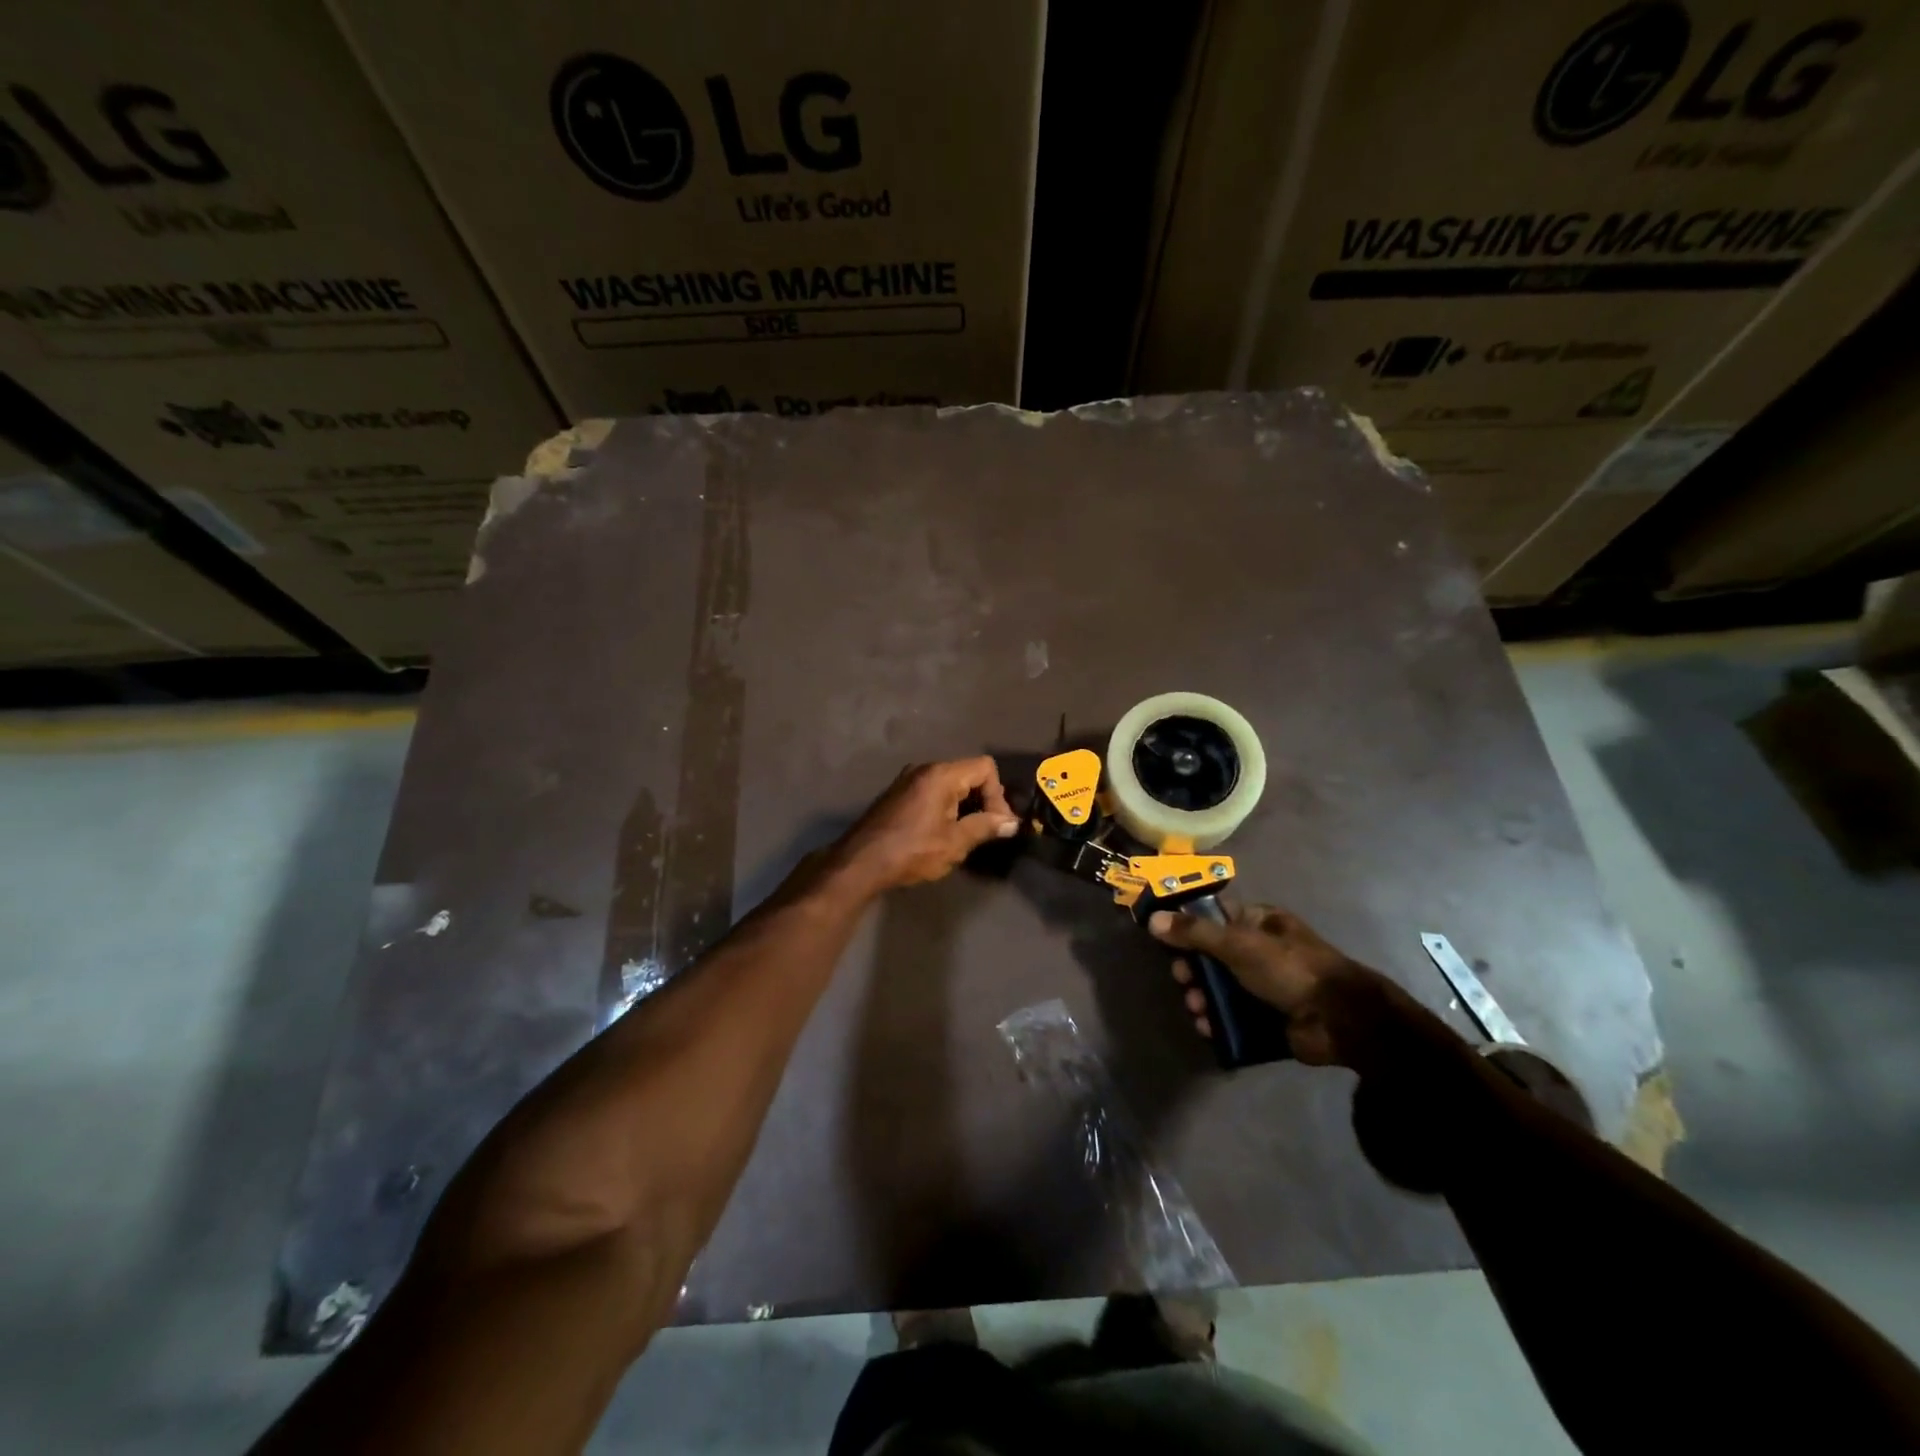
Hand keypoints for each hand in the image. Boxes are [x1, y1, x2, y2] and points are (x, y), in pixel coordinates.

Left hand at [830, 757, 1020, 895]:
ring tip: (967, 835)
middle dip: (983, 800)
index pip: (985, 767)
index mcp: (941, 775)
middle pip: (968, 773)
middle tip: (987, 831)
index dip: (998, 794)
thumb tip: (1012, 823)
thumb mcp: (954, 843)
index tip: (997, 823)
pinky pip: (933, 791)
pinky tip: (943, 833)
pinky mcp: (898, 794)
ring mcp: (908, 780)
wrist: (860, 862)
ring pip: (950, 783)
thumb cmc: (911, 851)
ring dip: (965, 805)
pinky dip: (946, 806)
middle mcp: (924, 769)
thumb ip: (985, 827)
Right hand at [1147, 902, 1408, 1068]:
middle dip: (1192, 968)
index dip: (1188, 925)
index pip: (1214, 915)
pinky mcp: (1266, 1017)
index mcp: (1259, 922)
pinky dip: (1216, 1020)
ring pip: (1219, 987)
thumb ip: (1195, 932)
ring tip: (1196, 1008)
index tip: (1164, 937)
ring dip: (1200, 996)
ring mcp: (1264, 985)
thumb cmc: (1289, 969)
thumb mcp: (1239, 943)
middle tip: (1182, 979)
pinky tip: (1207, 1026)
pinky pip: (1232, 1015)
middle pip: (1212, 954)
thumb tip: (1153, 919)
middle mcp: (1260, 950)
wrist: (1339, 1020)